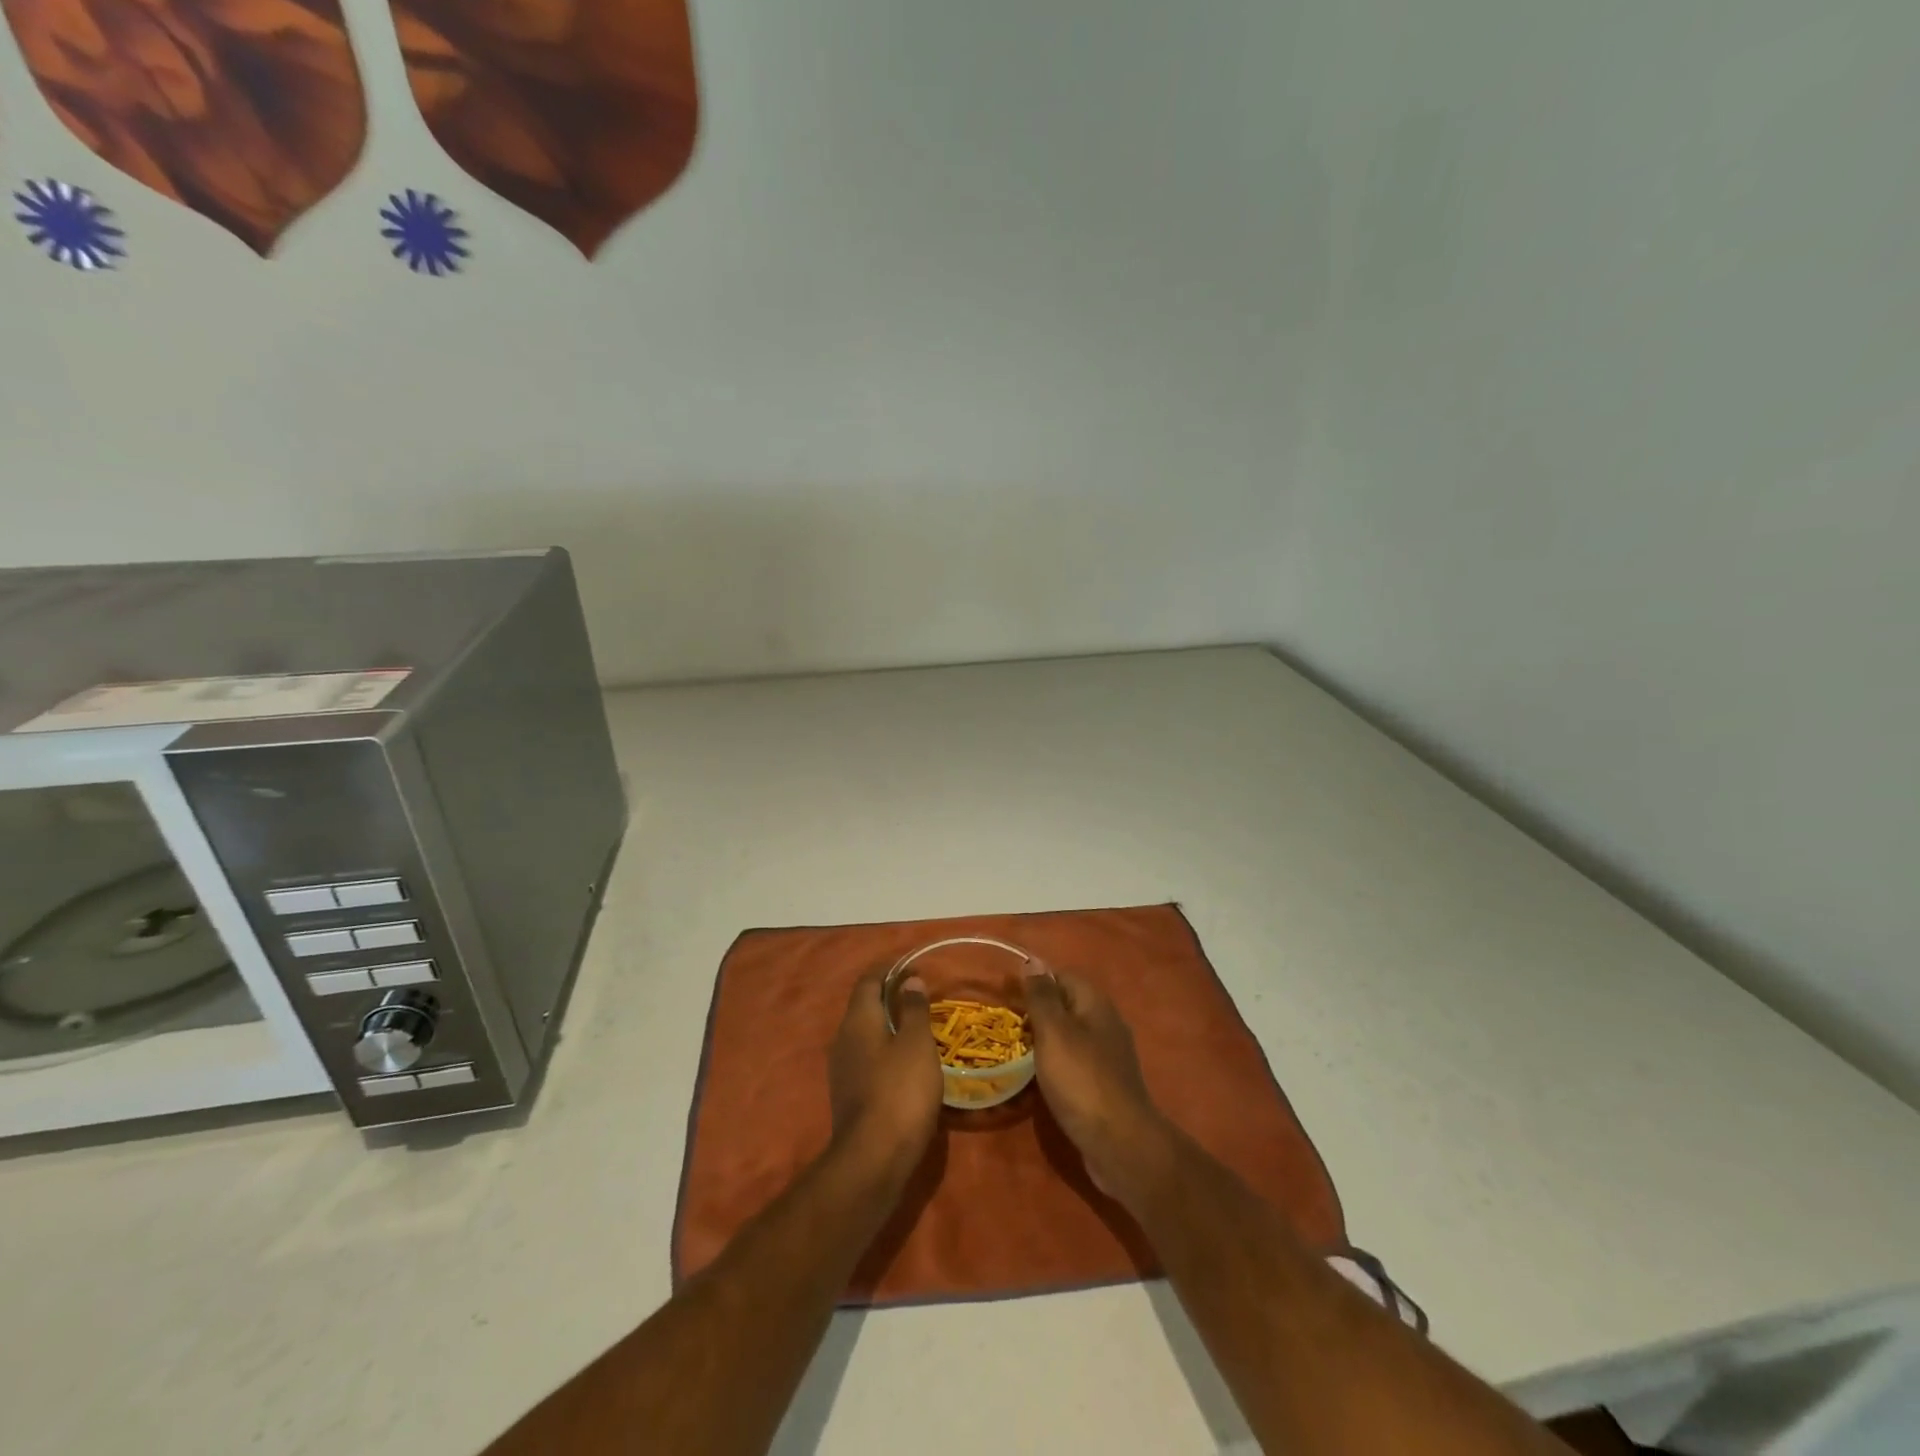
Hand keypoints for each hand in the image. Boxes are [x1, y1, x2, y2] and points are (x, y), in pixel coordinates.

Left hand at [827, 972, 943, 1180]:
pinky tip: (905, 1061)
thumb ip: (913, 1009)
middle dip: (888, 995)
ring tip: (916, 1025)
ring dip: (887, 1024)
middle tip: (919, 994)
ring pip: (865, 1033)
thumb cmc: (900, 1090)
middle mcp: (843, 1038)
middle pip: (864, 1006)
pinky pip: (867, 1057)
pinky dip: (885, 1049)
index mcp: (858, 1020)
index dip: (888, 969)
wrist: (874, 1158)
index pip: (868, 981)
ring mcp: (842, 1068)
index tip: (911, 965)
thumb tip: (910, 980)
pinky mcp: (848, 1094)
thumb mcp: (916, 1044)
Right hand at [1024, 967, 1175, 1203]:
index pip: (1062, 976)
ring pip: (1069, 1036)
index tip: (1005, 995)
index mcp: (1095, 1004)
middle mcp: (1105, 1023)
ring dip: (1043, 1040)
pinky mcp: (1104, 1085)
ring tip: (1014, 1051)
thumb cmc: (1081, 1080)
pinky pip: (1074, 1063)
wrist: (1120, 1143)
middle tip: (1005, 1025)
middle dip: (1036, 1011)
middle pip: (1066, 1005)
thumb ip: (1042, 996)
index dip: (1034, 981)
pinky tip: (1036, 1079)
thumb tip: (1032, 961)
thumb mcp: (1054, 1032)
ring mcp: (1107, 1056)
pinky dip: (1054, 1065)